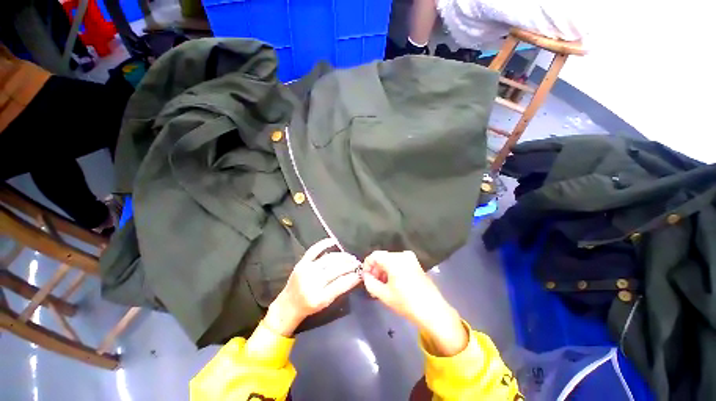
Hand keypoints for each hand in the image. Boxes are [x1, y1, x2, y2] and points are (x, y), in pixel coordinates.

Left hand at [264, 238, 361, 336]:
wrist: (288, 305)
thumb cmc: (309, 306)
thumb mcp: (326, 303)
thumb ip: (339, 290)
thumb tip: (355, 276)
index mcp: (319, 297)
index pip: (341, 284)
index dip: (353, 277)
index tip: (361, 273)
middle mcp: (312, 282)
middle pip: (336, 269)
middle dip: (350, 265)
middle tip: (358, 263)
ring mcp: (306, 271)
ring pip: (329, 259)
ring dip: (342, 256)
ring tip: (350, 257)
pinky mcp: (301, 263)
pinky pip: (314, 250)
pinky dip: (324, 244)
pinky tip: (334, 241)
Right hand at [362, 251, 467, 355]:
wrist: (433, 310)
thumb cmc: (407, 303)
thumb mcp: (384, 295)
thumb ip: (370, 283)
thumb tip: (366, 276)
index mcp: (394, 260)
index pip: (374, 255)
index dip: (367, 265)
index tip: (365, 277)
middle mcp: (402, 255)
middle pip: (382, 257)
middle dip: (375, 269)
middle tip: (373, 283)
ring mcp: (411, 258)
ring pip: (390, 260)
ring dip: (383, 270)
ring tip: (382, 285)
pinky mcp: (416, 264)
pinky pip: (399, 262)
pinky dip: (392, 270)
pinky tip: (392, 283)